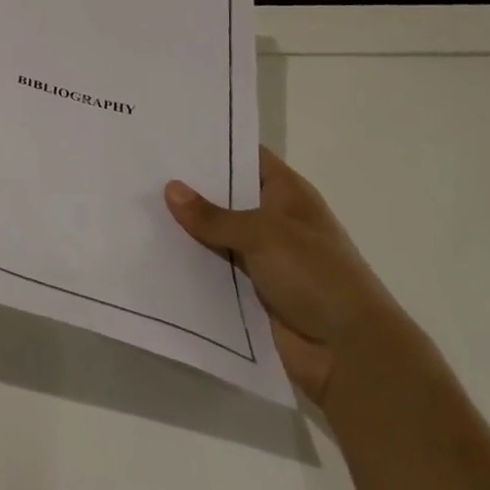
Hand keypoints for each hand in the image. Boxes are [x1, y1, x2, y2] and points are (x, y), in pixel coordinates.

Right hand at [165, 147, 403, 407]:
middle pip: (226, 194)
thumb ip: (214, 216)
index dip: (212, 144)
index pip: (246, 156)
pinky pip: (215, 268)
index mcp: (288, 194)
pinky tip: (154, 250)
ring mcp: (265, 256)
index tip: (169, 134)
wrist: (352, 355)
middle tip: (141, 167)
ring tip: (137, 205)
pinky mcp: (254, 290)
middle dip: (189, 186)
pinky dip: (192, 262)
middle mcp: (276, 220)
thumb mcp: (263, 235)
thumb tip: (170, 189)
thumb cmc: (316, 277)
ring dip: (186, 227)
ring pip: (216, 233)